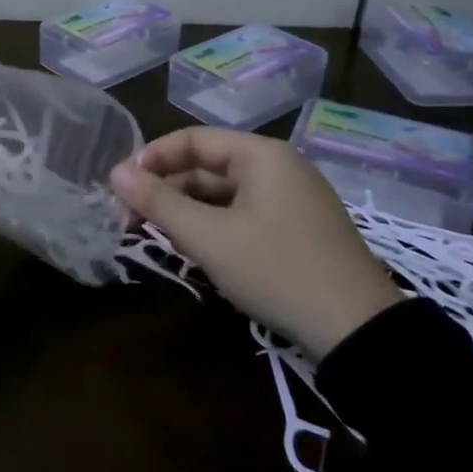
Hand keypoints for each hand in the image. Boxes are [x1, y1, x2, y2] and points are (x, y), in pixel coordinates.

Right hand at [111, 128, 402, 360]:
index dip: (151, 159)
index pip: (192, 140)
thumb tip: (114, 172)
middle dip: (167, 188)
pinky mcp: (299, 229)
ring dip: (188, 210)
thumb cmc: (276, 270)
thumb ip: (158, 201)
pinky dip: (214, 225)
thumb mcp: (208, 236)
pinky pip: (244, 213)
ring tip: (157, 234)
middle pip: (208, 166)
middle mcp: (279, 167)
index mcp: (261, 155)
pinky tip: (197, 248)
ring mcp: (293, 199)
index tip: (120, 187)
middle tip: (130, 217)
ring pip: (224, 193)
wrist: (358, 331)